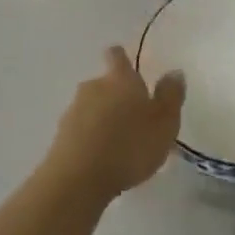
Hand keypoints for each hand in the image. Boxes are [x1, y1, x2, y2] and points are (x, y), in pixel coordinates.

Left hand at [46, 47, 184, 201]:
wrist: (78, 179)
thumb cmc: (129, 146)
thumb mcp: (164, 123)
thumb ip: (171, 96)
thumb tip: (174, 71)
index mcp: (120, 79)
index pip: (117, 56)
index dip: (122, 59)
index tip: (128, 68)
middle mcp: (93, 87)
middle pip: (104, 83)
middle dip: (116, 95)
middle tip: (133, 117)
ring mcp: (73, 111)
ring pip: (91, 107)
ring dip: (103, 118)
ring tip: (118, 142)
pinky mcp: (60, 136)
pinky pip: (80, 129)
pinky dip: (90, 137)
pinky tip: (101, 158)